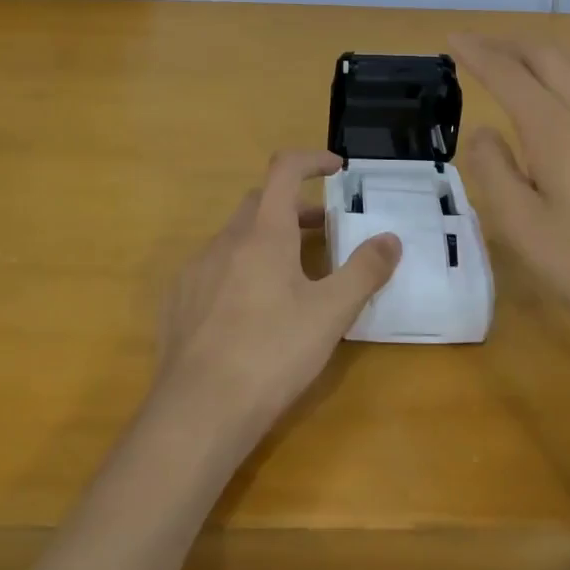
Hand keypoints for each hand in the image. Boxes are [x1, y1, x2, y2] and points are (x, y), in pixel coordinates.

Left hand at [154, 151, 400, 447]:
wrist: (199, 410)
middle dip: (294, 207)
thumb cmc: (272, 353)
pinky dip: (239, 269)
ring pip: (236, 236)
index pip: (285, 169)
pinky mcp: (179, 298)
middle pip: (261, 202)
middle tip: (323, 230)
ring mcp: (197, 268)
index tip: (336, 170)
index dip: (312, 160)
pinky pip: (214, 268)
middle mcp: (226, 239)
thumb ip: (364, 271)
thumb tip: (391, 238)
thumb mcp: (331, 314)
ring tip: (291, 276)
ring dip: (266, 239)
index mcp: (264, 232)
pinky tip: (250, 311)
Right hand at [451, 33, 569, 345]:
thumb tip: (484, 132)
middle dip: (507, 45)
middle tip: (476, 46)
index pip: (508, 74)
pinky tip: (567, 91)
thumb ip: (493, 170)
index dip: (477, 53)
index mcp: (558, 131)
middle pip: (547, 56)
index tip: (453, 40)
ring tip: (515, 62)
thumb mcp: (522, 228)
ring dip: (540, 55)